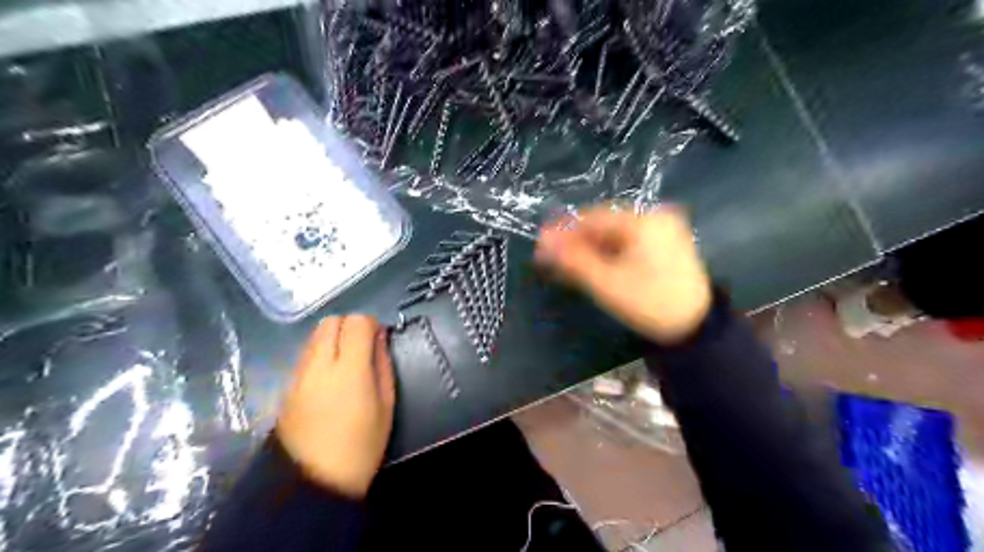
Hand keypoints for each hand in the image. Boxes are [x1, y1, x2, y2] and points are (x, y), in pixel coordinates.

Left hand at [274, 313, 393, 496]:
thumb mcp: (386, 404)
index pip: (356, 322)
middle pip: (330, 322)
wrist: (313, 482)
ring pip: (314, 336)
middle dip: (349, 326)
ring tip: (347, 363)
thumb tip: (379, 337)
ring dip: (333, 339)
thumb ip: (383, 364)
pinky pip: (305, 355)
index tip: (378, 339)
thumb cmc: (362, 444)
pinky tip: (330, 377)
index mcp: (348, 369)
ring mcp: (298, 375)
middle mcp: (318, 365)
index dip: (371, 324)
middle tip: (363, 347)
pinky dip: (320, 354)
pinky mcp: (286, 386)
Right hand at [535, 205, 711, 344]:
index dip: (564, 231)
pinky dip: (609, 253)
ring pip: (615, 234)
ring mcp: (663, 229)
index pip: (593, 218)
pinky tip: (592, 265)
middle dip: (576, 242)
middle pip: (604, 225)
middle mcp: (655, 216)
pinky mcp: (665, 243)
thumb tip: (542, 242)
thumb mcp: (607, 283)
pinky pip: (628, 242)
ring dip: (590, 248)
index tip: (540, 243)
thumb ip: (573, 260)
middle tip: (551, 258)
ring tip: (567, 265)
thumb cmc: (649, 303)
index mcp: (643, 221)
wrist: (695, 327)